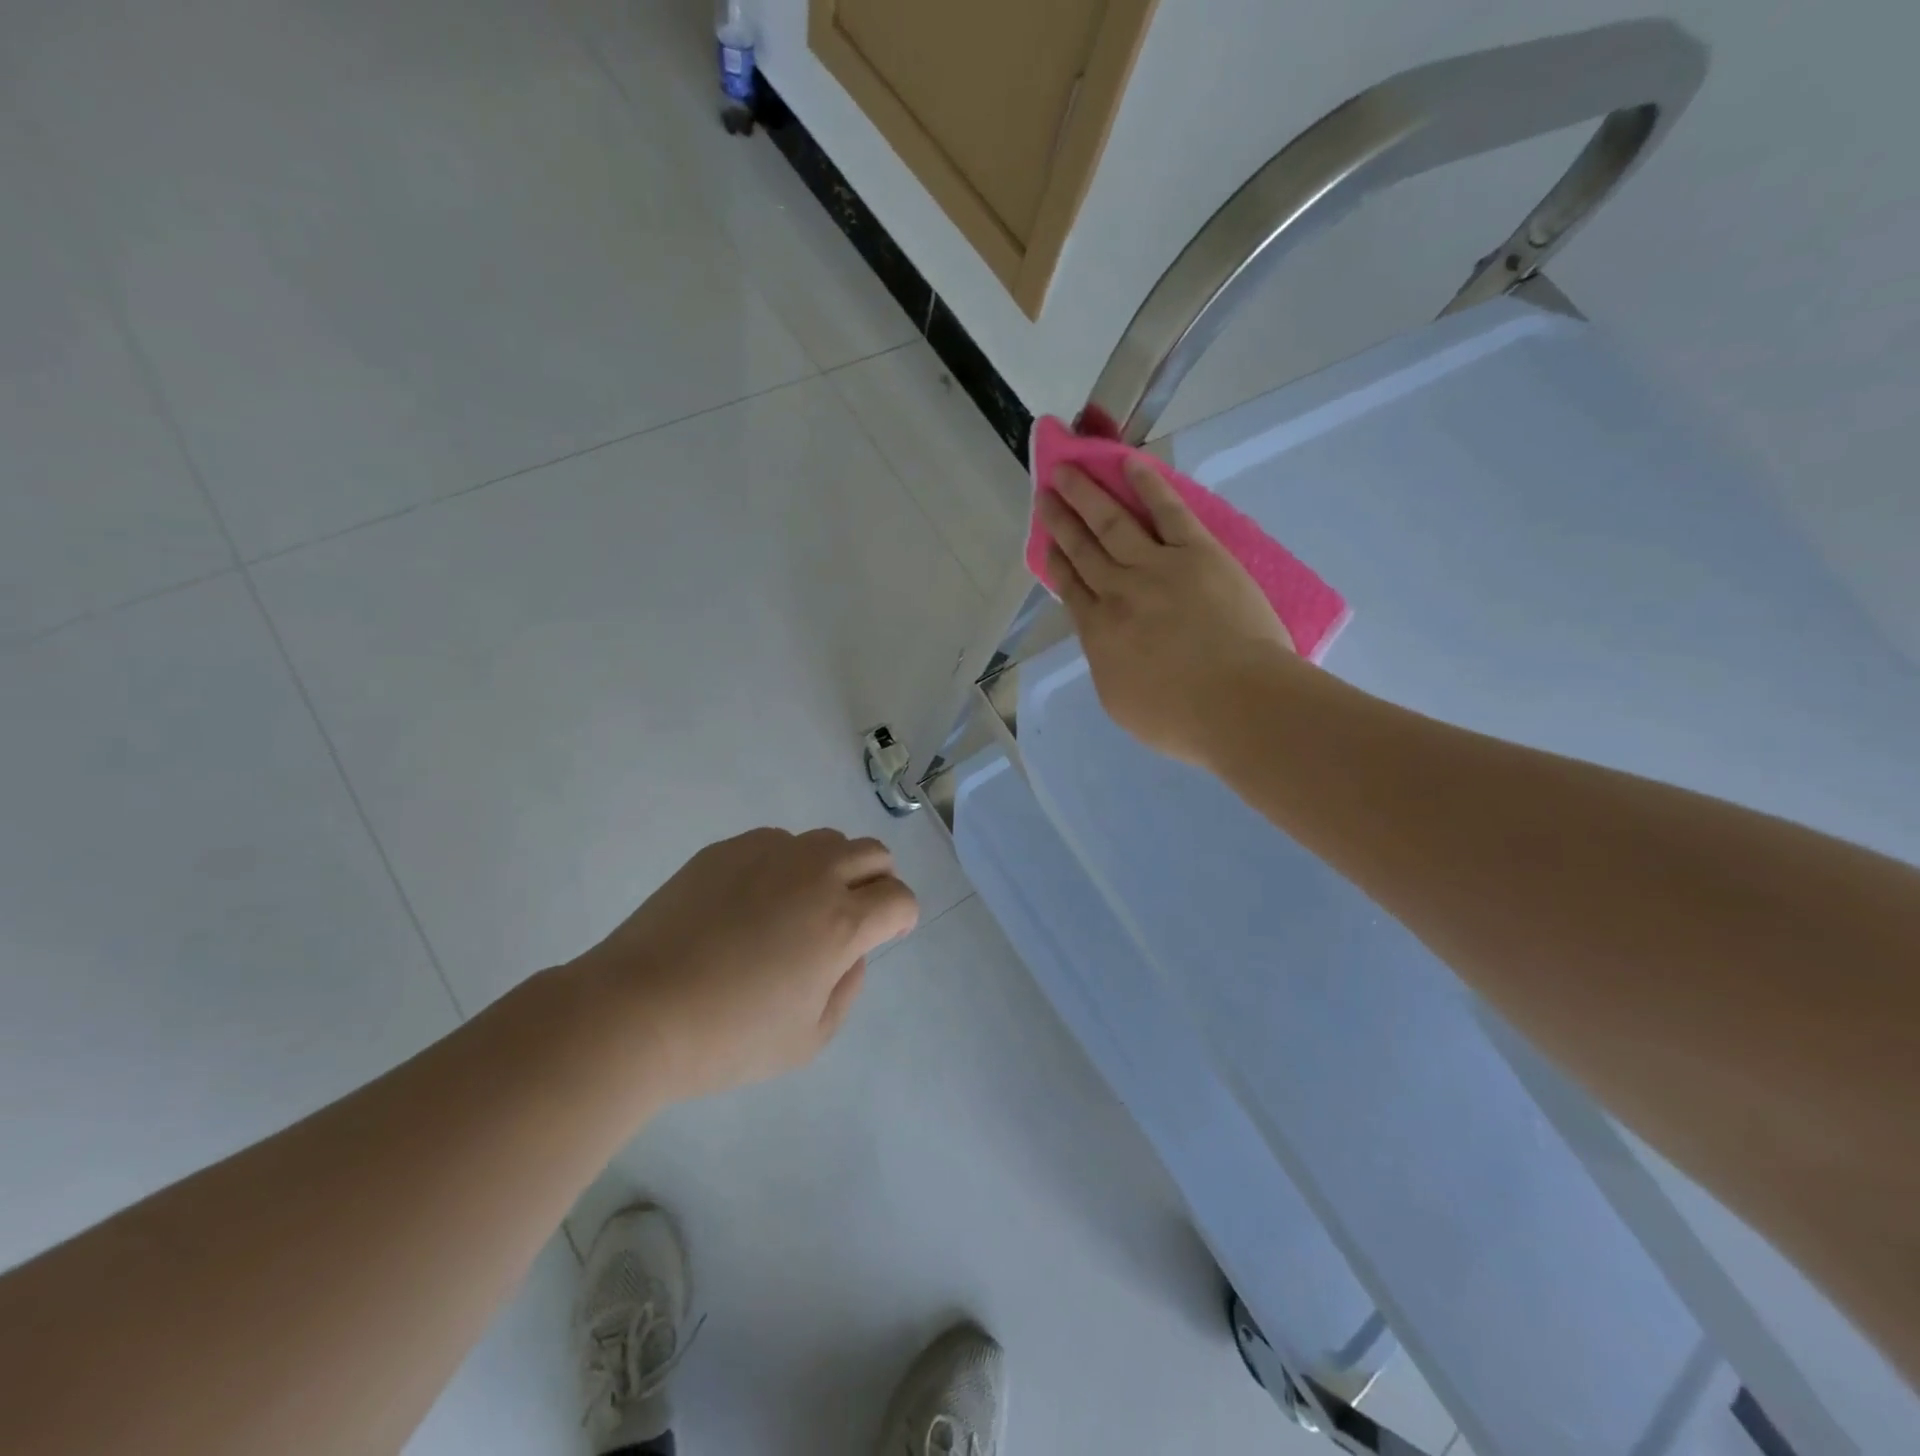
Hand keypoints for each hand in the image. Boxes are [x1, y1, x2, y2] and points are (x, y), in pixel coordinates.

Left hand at [570, 828, 917, 1102]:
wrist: (636, 1011)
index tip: (887, 934)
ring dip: (834, 867)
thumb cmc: (728, 1037)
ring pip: (828, 840)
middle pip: (875, 854)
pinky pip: (778, 842)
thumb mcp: (809, 1039)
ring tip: (802, 905)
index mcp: (842, 922)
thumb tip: (851, 951)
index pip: (900, 898)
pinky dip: (786, 863)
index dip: (902, 918)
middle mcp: (815, 874)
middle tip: (854, 914)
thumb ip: (848, 988)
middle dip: (879, 882)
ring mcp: (770, 853)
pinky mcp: (728, 849)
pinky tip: (753, 900)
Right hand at [1039, 458, 1294, 766]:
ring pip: (1112, 522)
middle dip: (1061, 520)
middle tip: (1045, 493)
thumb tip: (1105, 643)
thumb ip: (1106, 665)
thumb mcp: (1120, 703)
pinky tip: (1130, 464)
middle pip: (1083, 549)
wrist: (1236, 703)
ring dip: (1087, 494)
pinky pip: (1167, 511)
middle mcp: (1118, 592)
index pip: (1070, 588)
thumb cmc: (1179, 719)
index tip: (1044, 541)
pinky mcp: (1197, 553)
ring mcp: (1156, 567)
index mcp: (1098, 633)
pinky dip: (1147, 486)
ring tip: (1068, 470)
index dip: (1055, 561)